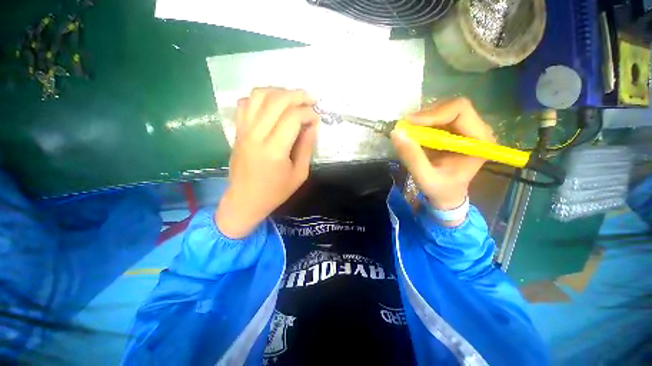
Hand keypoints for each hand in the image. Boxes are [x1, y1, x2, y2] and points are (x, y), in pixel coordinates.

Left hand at [216, 88, 318, 237]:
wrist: (245, 200)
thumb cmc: (275, 192)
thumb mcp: (299, 174)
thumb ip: (306, 148)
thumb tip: (312, 126)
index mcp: (274, 150)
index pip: (292, 118)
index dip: (308, 113)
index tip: (316, 118)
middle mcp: (256, 135)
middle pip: (276, 101)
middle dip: (296, 95)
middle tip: (310, 99)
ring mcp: (244, 131)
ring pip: (258, 96)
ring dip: (278, 91)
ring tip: (292, 98)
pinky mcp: (237, 131)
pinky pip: (245, 104)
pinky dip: (259, 98)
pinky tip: (271, 105)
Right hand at [390, 98, 494, 225]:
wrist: (446, 195)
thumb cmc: (440, 189)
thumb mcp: (424, 177)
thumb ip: (412, 157)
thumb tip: (396, 133)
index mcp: (479, 140)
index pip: (460, 110)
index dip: (433, 113)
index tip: (409, 123)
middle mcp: (476, 129)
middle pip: (451, 107)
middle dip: (426, 115)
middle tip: (405, 126)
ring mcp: (465, 128)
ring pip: (443, 110)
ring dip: (422, 118)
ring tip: (408, 131)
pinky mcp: (453, 131)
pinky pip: (437, 118)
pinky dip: (421, 123)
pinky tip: (413, 133)